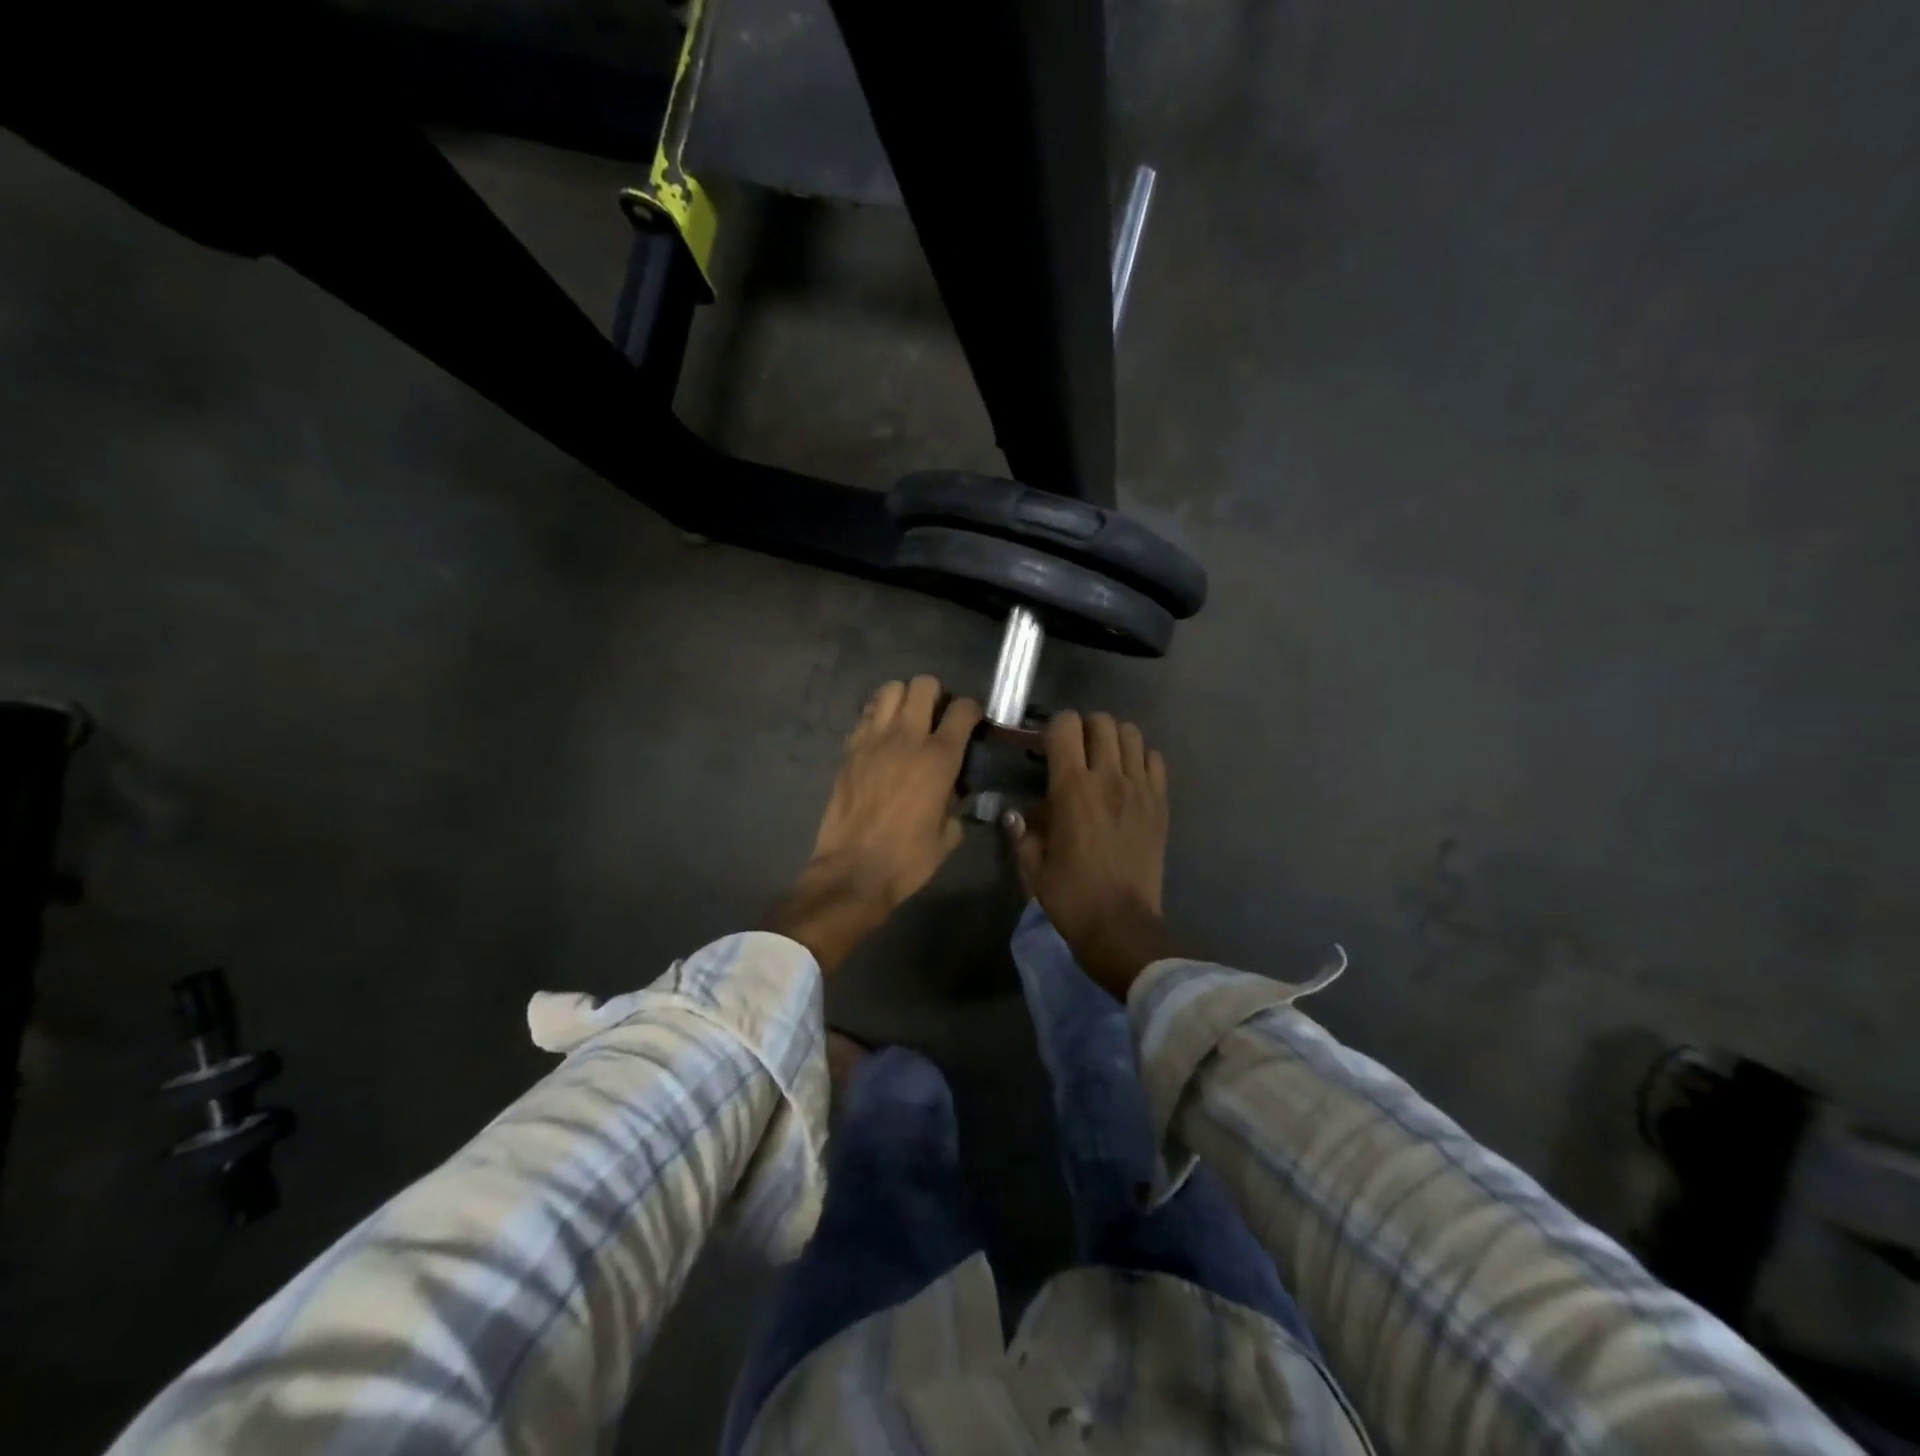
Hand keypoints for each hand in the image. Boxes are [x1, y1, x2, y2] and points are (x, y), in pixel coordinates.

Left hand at [766, 676, 980, 970]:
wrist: (853, 871)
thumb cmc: (907, 859)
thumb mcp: (948, 835)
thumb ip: (956, 804)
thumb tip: (954, 791)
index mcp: (939, 758)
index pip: (963, 709)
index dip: (971, 711)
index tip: (971, 723)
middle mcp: (907, 738)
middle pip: (923, 685)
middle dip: (936, 695)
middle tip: (936, 718)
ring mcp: (873, 740)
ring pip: (890, 689)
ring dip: (903, 699)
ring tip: (907, 720)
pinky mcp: (849, 749)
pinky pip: (865, 715)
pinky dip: (877, 716)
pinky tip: (882, 737)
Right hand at [1006, 710, 1169, 997]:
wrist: (1121, 925)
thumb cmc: (1071, 896)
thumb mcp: (1032, 866)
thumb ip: (1023, 832)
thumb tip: (1016, 813)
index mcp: (1072, 788)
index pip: (1065, 725)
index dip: (1053, 728)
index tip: (1045, 747)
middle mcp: (1109, 778)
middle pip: (1101, 721)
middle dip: (1083, 728)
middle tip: (1074, 752)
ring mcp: (1140, 788)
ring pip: (1131, 733)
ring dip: (1113, 738)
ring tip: (1103, 759)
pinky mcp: (1160, 803)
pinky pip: (1155, 759)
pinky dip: (1140, 758)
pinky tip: (1128, 778)